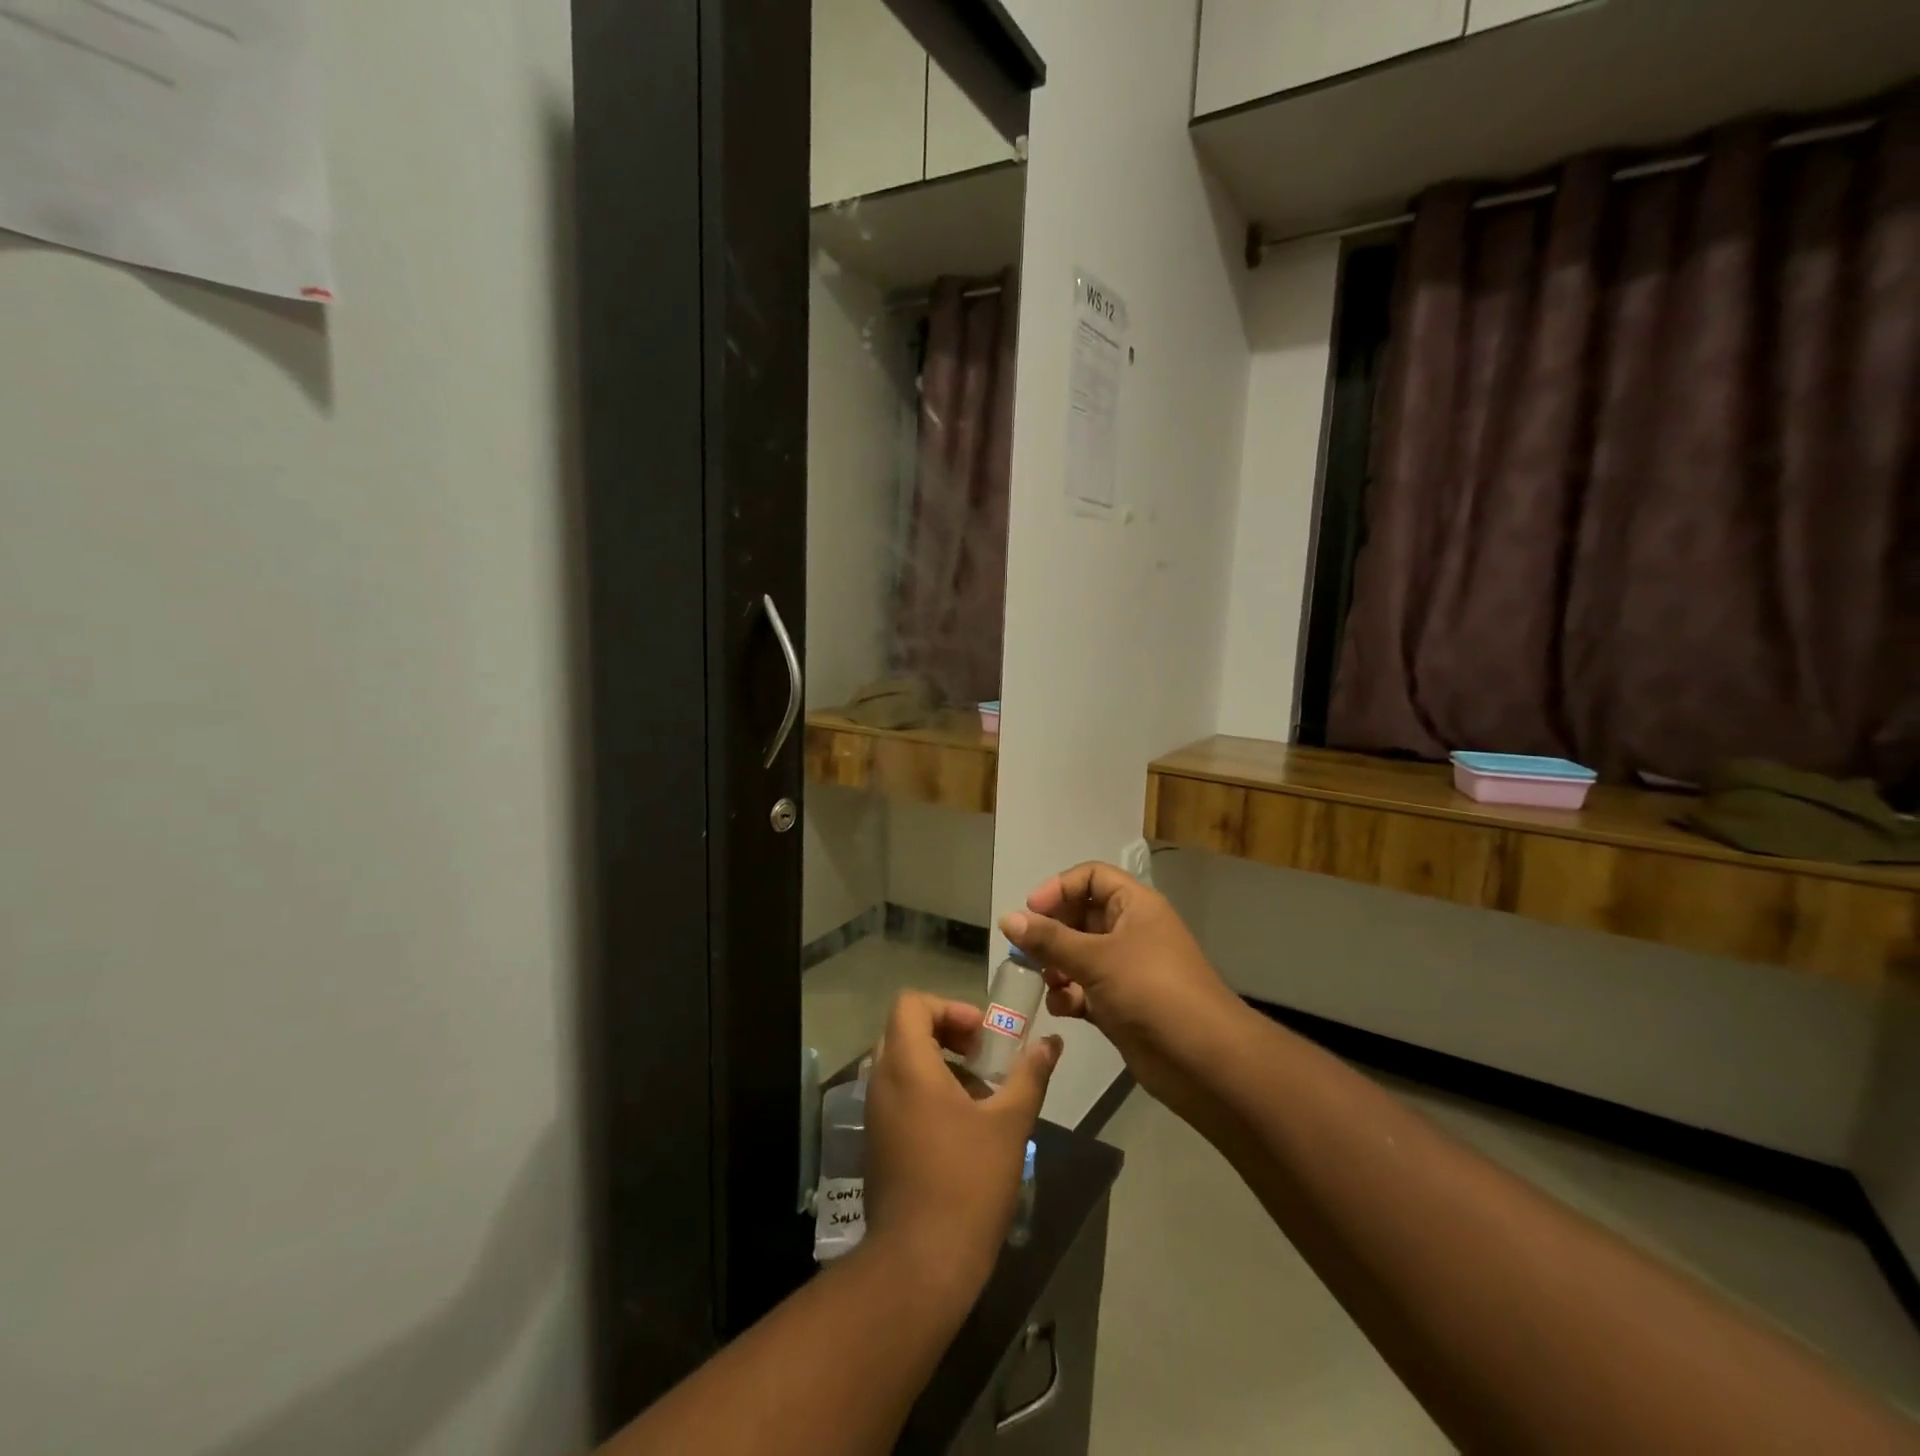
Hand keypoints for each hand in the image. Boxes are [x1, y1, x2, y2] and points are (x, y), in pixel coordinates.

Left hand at [861, 993, 1061, 1305]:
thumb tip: (1051, 1043)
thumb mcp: (1009, 1123)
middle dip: (947, 1033)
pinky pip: (897, 1094)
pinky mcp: (877, 1142)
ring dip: (939, 1064)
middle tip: (984, 1058)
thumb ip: (1030, 1075)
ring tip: (980, 1094)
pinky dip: (926, 1091)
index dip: (949, 1007)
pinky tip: (961, 1127)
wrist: (920, 1264)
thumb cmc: (967, 1183)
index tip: (981, 1035)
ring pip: (902, 1064)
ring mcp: (875, 1114)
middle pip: (905, 1030)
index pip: (910, 1004)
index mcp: (907, 1066)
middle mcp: (882, 1082)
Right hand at [1002, 863, 1244, 1116]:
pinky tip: (1061, 1008)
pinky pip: (1085, 989)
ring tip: (1044, 981)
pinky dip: (1069, 995)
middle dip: (1052, 932)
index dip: (1060, 888)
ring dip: (1057, 966)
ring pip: (1080, 955)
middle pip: (1081, 916)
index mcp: (1135, 906)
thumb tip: (1007, 919)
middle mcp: (1131, 931)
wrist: (1203, 1060)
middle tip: (1026, 950)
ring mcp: (1127, 969)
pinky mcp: (1122, 1004)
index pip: (1091, 877)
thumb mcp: (1097, 959)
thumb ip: (1049, 939)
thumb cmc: (1152, 991)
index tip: (1031, 911)